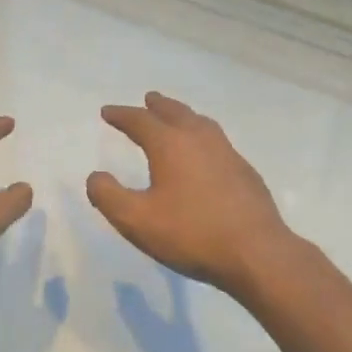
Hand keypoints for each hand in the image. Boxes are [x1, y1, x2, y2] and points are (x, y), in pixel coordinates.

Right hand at [87, 92, 295, 295]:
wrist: (256, 252)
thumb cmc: (191, 234)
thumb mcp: (137, 221)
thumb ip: (109, 196)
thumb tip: (95, 176)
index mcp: (170, 144)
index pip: (140, 121)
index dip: (121, 115)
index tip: (107, 112)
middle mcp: (200, 139)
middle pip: (175, 112)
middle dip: (157, 105)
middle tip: (147, 99)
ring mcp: (227, 153)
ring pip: (201, 123)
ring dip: (183, 115)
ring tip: (176, 117)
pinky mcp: (245, 171)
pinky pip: (217, 140)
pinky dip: (202, 135)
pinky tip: (205, 153)